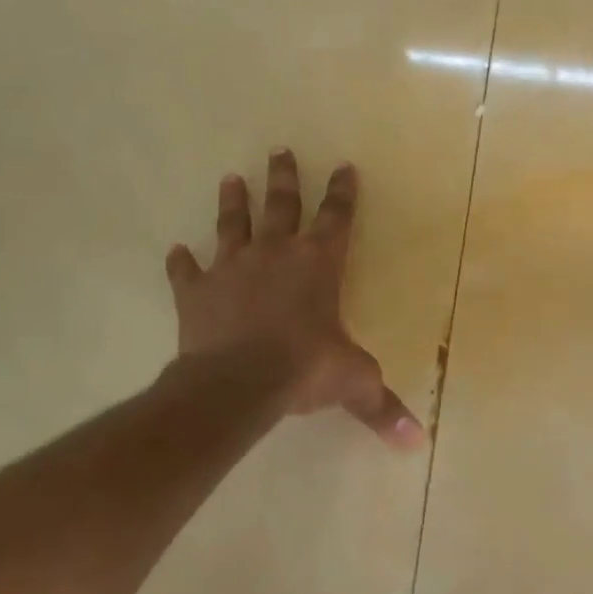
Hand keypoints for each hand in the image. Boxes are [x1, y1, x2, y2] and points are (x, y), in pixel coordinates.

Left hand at [165, 150, 423, 449]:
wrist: (236, 381)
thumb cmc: (304, 368)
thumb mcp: (354, 383)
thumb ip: (383, 407)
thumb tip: (417, 443)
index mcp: (318, 264)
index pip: (337, 218)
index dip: (343, 193)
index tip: (345, 167)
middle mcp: (276, 255)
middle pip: (282, 206)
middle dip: (284, 178)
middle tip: (279, 150)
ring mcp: (232, 269)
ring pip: (233, 225)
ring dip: (234, 202)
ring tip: (231, 179)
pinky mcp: (195, 292)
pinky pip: (186, 272)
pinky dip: (181, 263)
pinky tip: (176, 251)